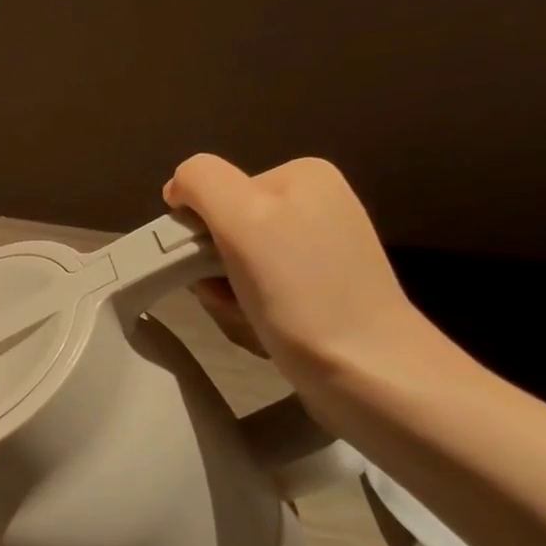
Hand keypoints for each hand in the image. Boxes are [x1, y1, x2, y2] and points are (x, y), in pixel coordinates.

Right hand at [163, 154, 435, 388]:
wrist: (368, 370)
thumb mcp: (241, 216)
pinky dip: (249, 312)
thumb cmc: (300, 290)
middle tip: (231, 298)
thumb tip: (177, 189)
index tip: (211, 267)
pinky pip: (258, 292)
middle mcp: (315, 204)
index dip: (198, 233)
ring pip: (236, 267)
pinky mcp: (321, 291)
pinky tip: (265, 329)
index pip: (211, 193)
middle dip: (213, 271)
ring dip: (228, 297)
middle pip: (223, 231)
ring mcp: (320, 250)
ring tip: (251, 319)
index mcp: (300, 175)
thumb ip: (200, 181)